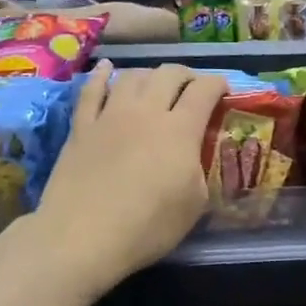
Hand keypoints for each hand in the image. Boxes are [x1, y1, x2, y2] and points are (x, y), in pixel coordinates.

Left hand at [32, 63, 226, 287]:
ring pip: (132, 76)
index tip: (224, 90)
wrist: (83, 237)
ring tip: (155, 83)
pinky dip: (101, 75)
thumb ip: (199, 170)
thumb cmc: (147, 226)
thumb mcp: (194, 204)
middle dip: (186, 75)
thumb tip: (193, 156)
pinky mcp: (81, 127)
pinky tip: (106, 68)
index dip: (218, 84)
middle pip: (169, 74)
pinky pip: (91, 90)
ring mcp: (110, 115)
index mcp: (180, 130)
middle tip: (192, 87)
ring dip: (149, 74)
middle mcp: (146, 111)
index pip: (204, 91)